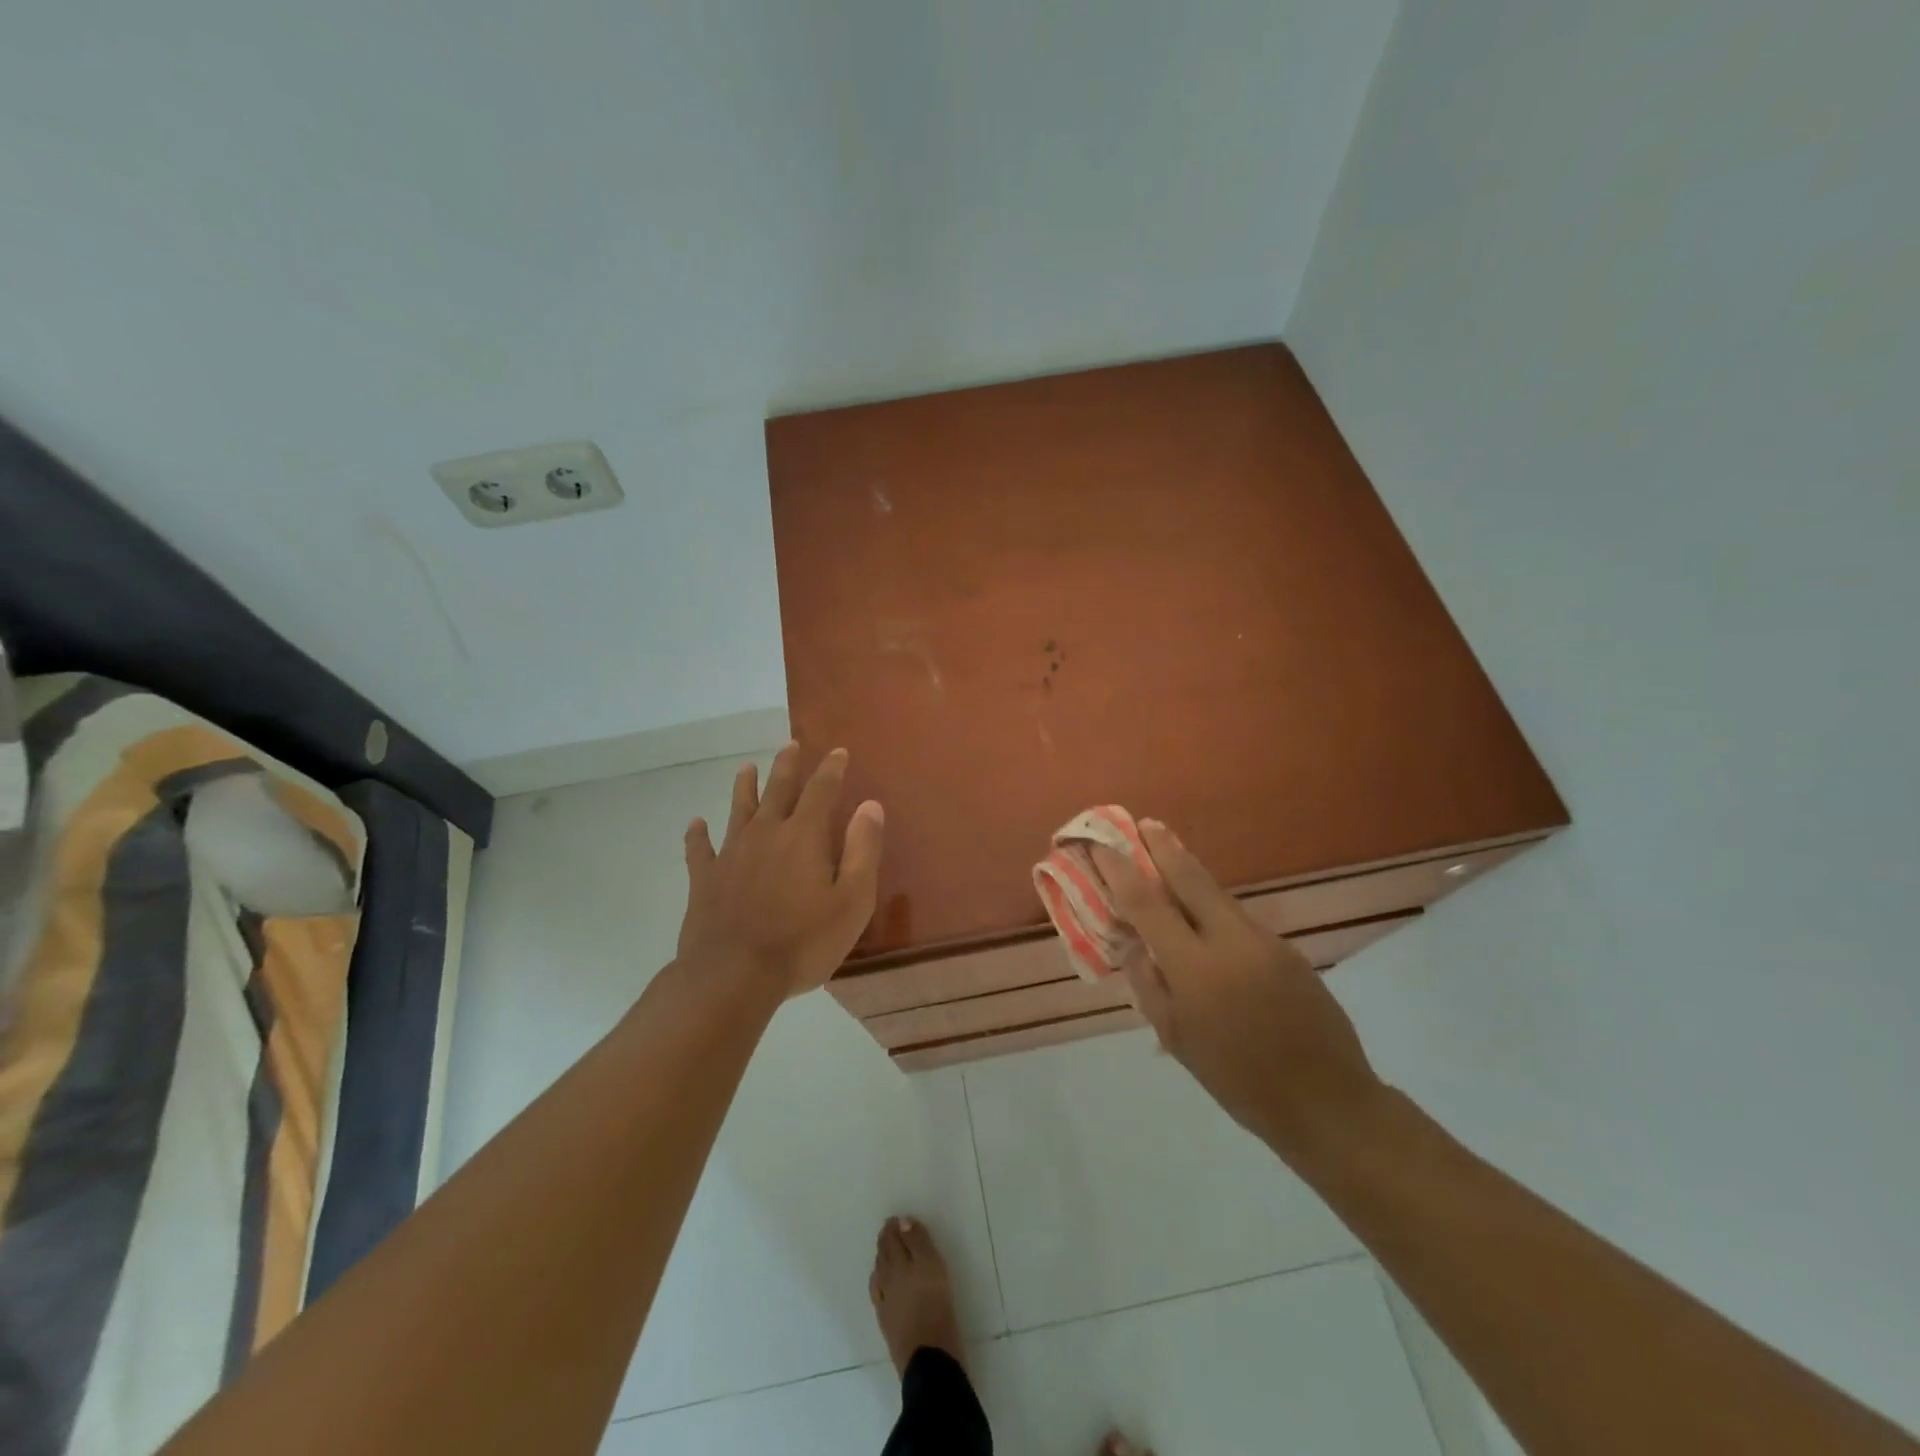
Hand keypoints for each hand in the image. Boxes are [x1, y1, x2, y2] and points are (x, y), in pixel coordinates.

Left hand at [677, 743, 884, 998]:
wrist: (733, 975)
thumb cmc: (803, 941)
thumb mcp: (852, 900)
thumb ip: (863, 850)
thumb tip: (870, 805)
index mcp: (804, 836)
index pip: (821, 790)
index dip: (831, 768)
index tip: (837, 751)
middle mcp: (766, 833)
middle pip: (777, 790)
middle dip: (787, 766)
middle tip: (790, 744)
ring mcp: (731, 855)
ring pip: (738, 810)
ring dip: (744, 788)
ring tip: (745, 768)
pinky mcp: (705, 880)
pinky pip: (699, 850)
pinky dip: (696, 835)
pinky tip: (695, 824)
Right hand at [1091, 820, 1384, 1160]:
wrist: (1326, 1102)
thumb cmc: (1238, 1080)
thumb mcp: (1178, 1040)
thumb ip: (1150, 985)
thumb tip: (1131, 943)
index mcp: (1196, 969)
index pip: (1147, 906)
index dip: (1120, 872)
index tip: (1102, 847)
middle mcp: (1231, 942)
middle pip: (1190, 879)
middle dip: (1164, 848)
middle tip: (1145, 823)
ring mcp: (1264, 941)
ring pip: (1218, 895)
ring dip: (1189, 872)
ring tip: (1167, 856)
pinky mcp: (1287, 949)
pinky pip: (1239, 919)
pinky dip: (1214, 908)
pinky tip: (1206, 919)